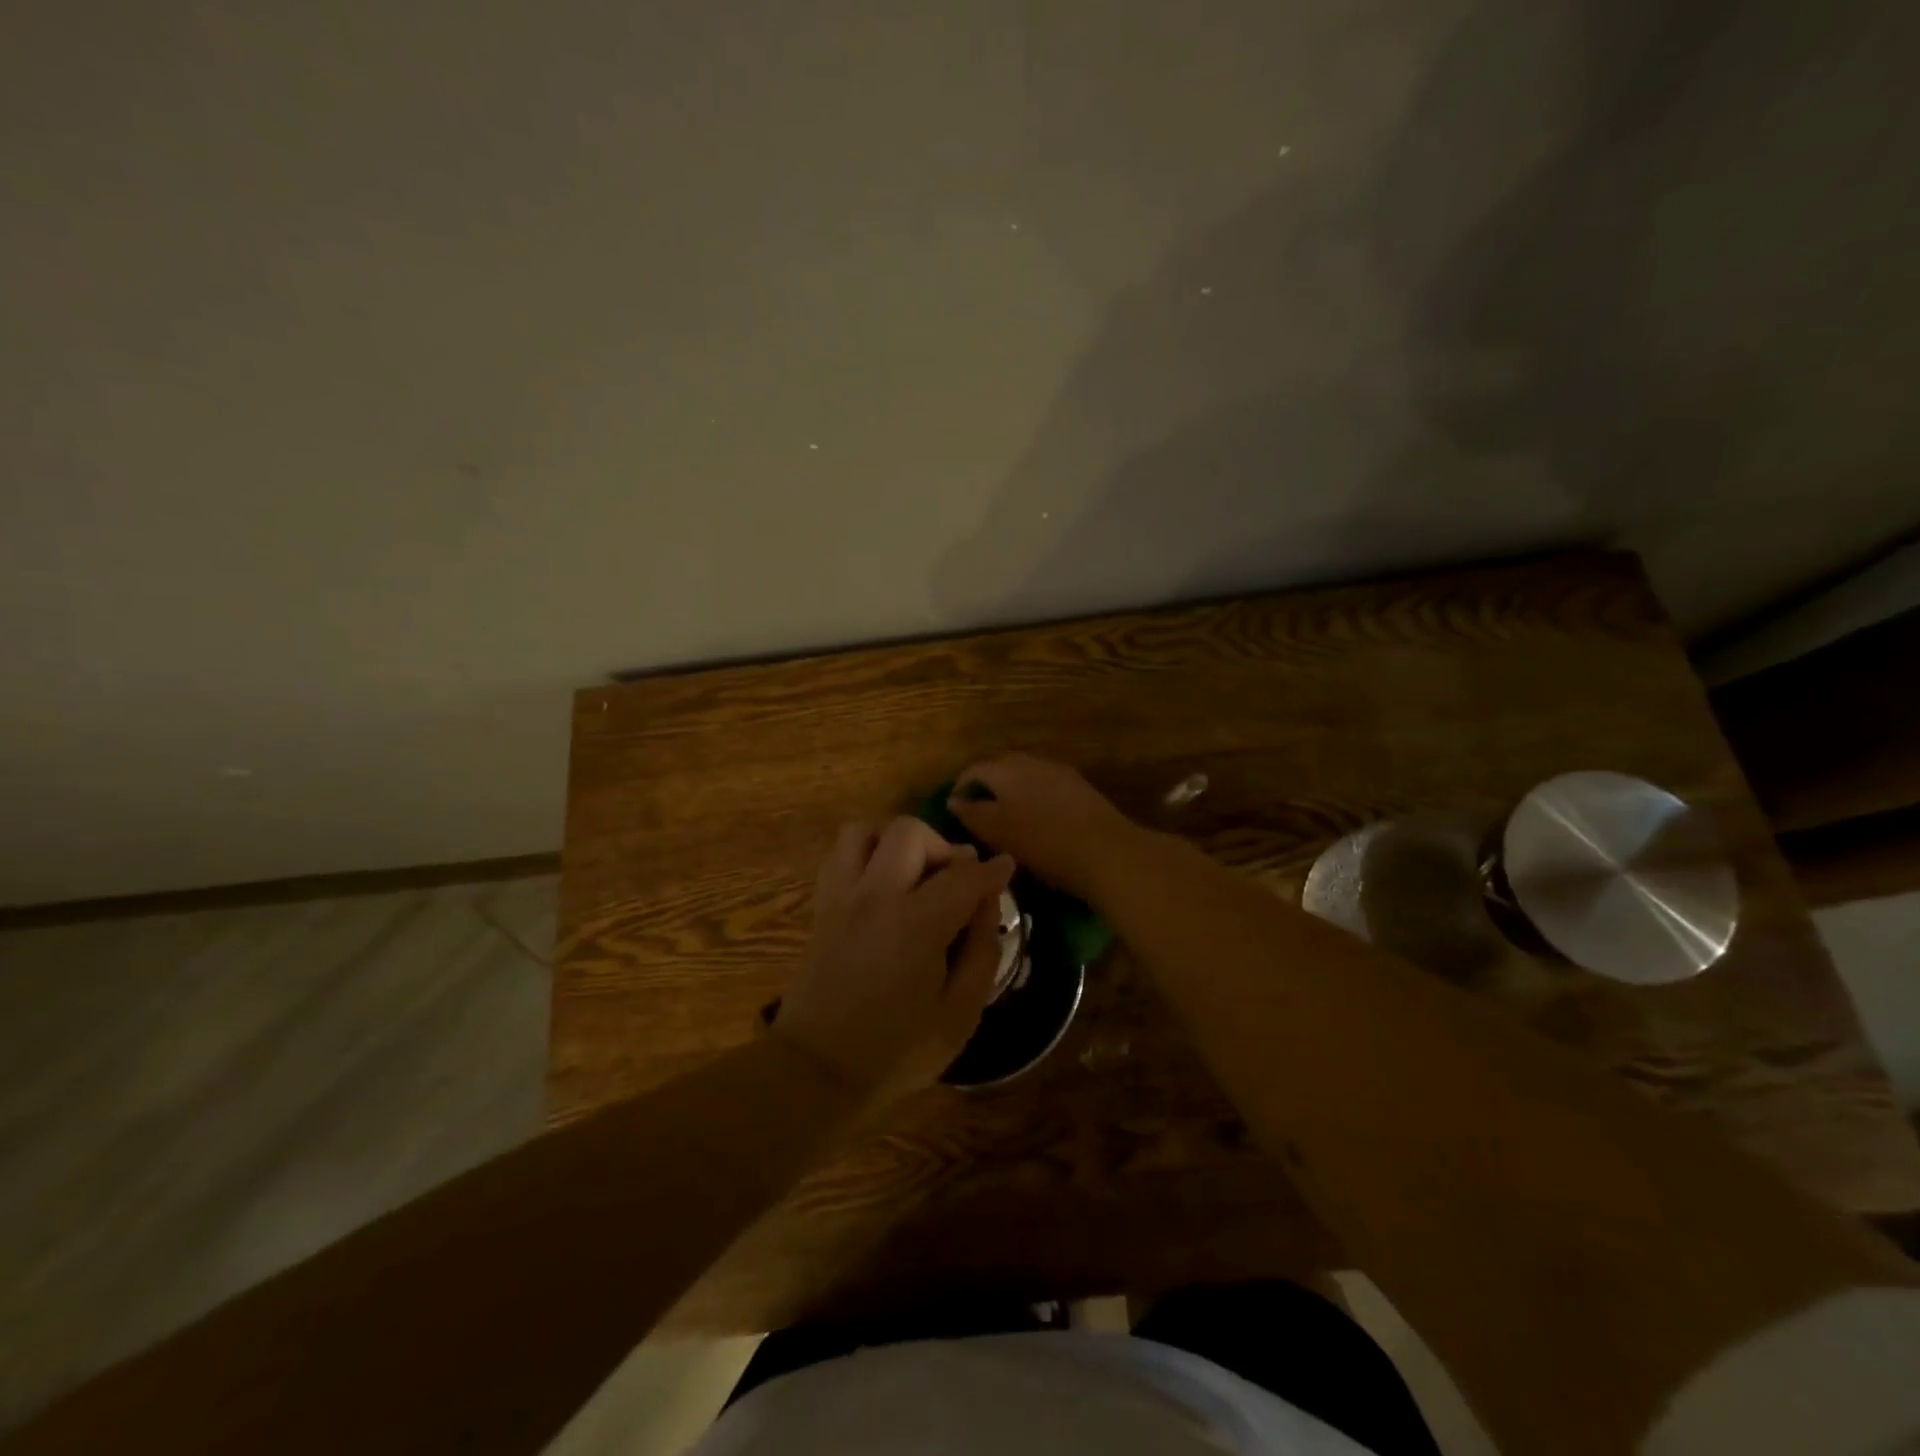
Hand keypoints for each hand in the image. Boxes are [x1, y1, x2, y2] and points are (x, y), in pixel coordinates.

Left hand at [773, 816, 1015, 1104]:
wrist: (816, 1073)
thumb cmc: (896, 1051)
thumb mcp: (960, 1015)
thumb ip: (982, 952)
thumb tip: (987, 905)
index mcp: (916, 924)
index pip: (963, 875)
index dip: (991, 869)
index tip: (1005, 868)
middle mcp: (875, 896)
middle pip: (909, 833)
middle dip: (942, 846)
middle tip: (955, 880)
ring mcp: (841, 897)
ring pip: (864, 831)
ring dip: (895, 843)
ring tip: (913, 875)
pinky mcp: (821, 908)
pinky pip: (839, 856)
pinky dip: (865, 855)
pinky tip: (881, 887)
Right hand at [945, 753, 1133, 899]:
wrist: (1105, 850)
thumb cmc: (1042, 842)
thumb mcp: (996, 832)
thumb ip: (971, 813)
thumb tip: (954, 800)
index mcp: (1006, 768)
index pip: (973, 769)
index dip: (959, 788)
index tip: (954, 811)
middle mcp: (1031, 761)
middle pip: (1001, 768)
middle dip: (987, 787)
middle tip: (979, 814)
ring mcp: (1059, 772)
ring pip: (1026, 776)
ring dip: (1012, 792)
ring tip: (1007, 820)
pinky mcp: (1080, 788)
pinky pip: (1047, 787)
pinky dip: (1035, 799)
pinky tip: (1038, 822)